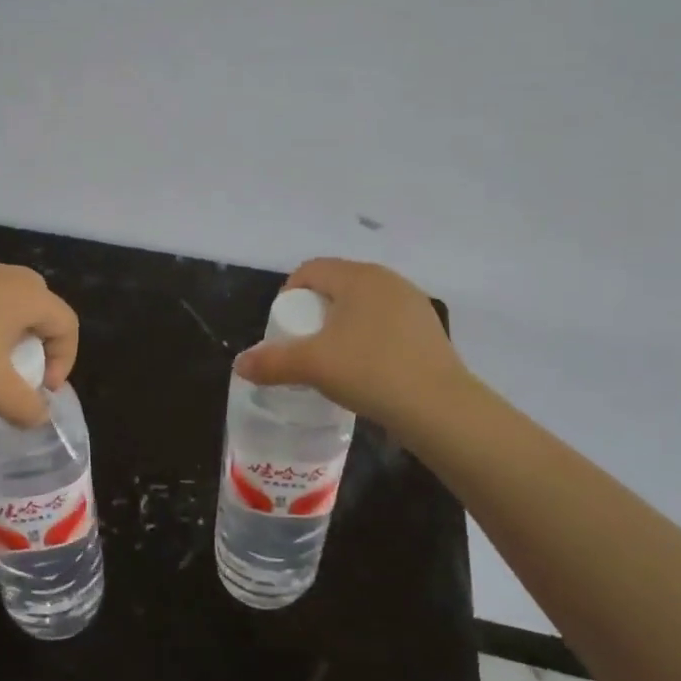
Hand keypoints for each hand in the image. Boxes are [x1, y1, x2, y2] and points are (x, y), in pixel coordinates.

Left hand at [0, 263, 78, 427]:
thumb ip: (27, 407)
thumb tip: (39, 416)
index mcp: (28, 294)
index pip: (67, 324)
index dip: (64, 361)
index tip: (40, 390)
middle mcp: (7, 276)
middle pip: (43, 307)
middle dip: (41, 344)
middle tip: (24, 372)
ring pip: (12, 303)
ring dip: (14, 336)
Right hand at [233, 258, 470, 430]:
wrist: (441, 409)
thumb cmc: (371, 372)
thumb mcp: (312, 366)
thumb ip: (272, 362)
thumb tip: (239, 364)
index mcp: (358, 276)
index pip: (310, 270)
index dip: (288, 295)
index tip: (283, 329)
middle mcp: (387, 280)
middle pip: (336, 285)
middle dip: (314, 311)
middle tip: (303, 345)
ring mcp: (412, 304)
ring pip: (362, 306)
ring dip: (341, 326)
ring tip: (333, 359)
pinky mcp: (428, 330)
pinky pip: (385, 324)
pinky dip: (367, 339)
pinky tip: (366, 370)